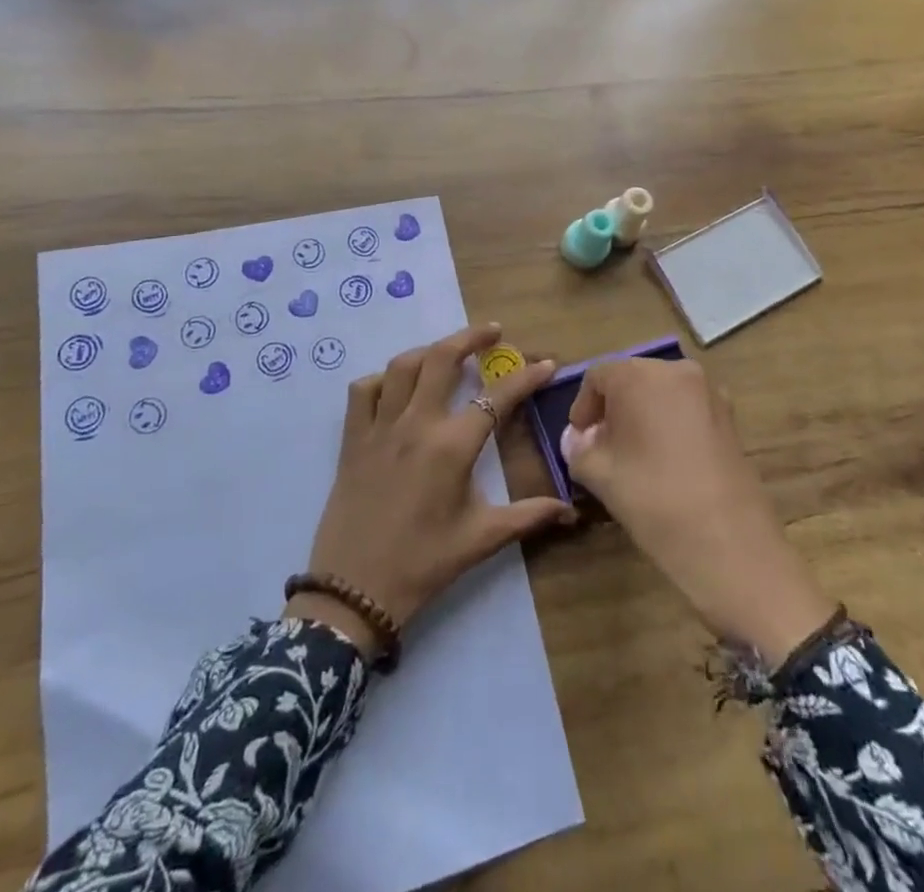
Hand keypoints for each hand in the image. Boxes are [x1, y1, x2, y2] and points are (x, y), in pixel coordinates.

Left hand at [288, 324, 577, 656]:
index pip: (497, 397)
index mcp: (452, 447)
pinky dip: (381, 379)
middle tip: (492, 332)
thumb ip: (528, 516)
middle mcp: (416, 424)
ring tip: (448, 354)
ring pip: (402, 366)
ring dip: (429, 351)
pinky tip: (395, 388)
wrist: (355, 591)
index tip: (546, 364)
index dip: (526, 378)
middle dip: (470, 337)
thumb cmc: (423, 564)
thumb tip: (571, 510)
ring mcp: (380, 427)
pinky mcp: (353, 439)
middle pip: (442, 359)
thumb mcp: (481, 539)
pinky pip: (363, 391)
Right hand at [562, 358, 834, 661]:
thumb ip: (578, 449)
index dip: (583, 407)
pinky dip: (670, 425)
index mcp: (639, 375)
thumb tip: (578, 439)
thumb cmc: (652, 498)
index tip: (579, 439)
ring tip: (634, 456)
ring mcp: (710, 393)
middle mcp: (677, 371)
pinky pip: (687, 410)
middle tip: (602, 447)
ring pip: (662, 394)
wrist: (730, 545)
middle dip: (613, 409)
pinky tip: (666, 463)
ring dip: (643, 416)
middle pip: (632, 379)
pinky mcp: (730, 418)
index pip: (598, 377)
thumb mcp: (599, 475)